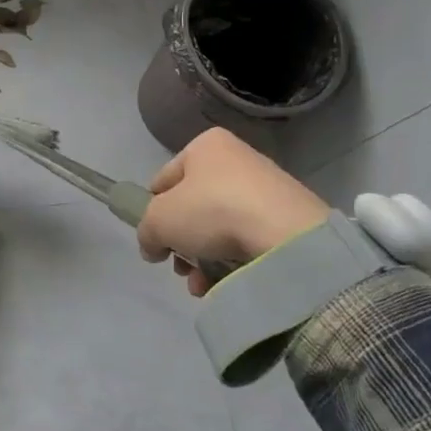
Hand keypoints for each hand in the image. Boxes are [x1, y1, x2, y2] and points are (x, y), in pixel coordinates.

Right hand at [138, 127, 331, 296]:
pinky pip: (245, 240)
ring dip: (201, 259)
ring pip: (217, 229)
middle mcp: (237, 159)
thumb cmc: (211, 211)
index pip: (164, 179)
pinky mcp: (285, 218)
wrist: (284, 235)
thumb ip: (145, 231)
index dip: (153, 210)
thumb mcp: (158, 219)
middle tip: (179, 265)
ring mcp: (264, 189)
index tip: (155, 239)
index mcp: (206, 146)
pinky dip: (229, 262)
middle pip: (192, 208)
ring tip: (199, 283)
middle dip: (181, 243)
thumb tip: (153, 247)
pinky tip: (220, 284)